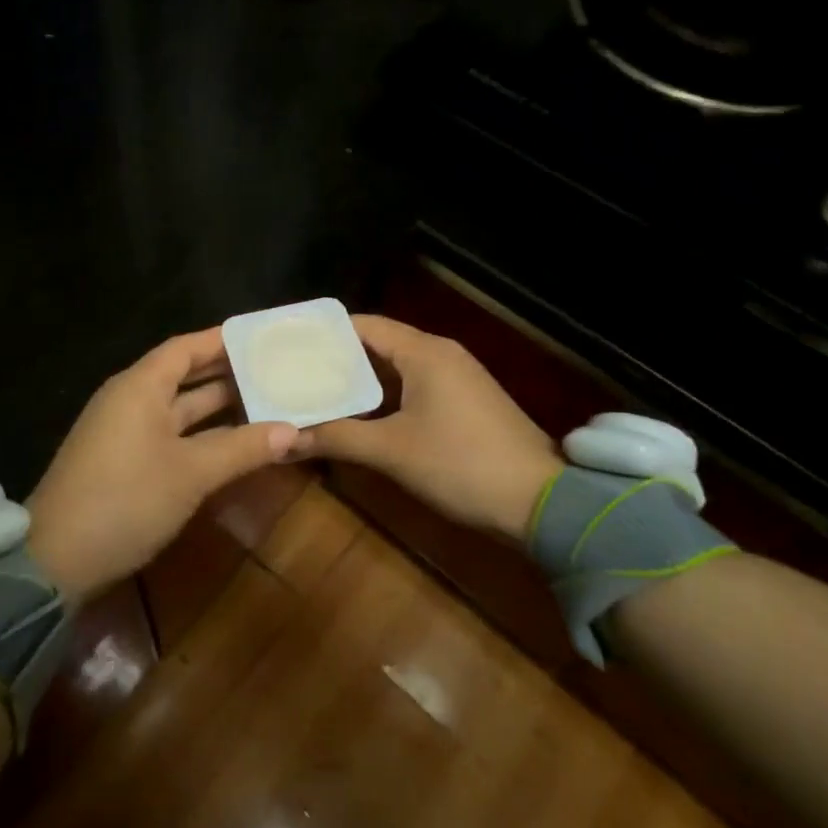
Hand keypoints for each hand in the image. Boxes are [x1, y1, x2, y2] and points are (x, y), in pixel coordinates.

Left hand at [25, 327, 309, 604]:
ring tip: (266, 402)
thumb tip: (292, 430)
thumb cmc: (126, 500)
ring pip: (179, 409)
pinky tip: (233, 443)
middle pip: (184, 376)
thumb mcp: (191, 474)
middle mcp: (130, 400)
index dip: (223, 340)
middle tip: (275, 371)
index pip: (186, 347)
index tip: (262, 338)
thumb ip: (242, 448)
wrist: (55, 560)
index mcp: (140, 386)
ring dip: (218, 409)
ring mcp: (124, 432)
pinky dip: (202, 435)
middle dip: (228, 375)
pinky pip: (170, 434)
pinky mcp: (123, 461)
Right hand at [304, 314, 559, 540]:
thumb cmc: (461, 464)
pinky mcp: (465, 402)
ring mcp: (456, 378)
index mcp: (424, 352)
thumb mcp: (392, 451)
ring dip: (359, 380)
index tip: (287, 344)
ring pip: (396, 368)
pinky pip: (413, 386)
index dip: (325, 333)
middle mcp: (440, 354)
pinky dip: (384, 396)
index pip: (363, 326)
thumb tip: (286, 439)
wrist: (541, 501)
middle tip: (293, 372)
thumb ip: (337, 438)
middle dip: (336, 358)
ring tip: (315, 392)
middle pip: (377, 344)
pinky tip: (359, 416)